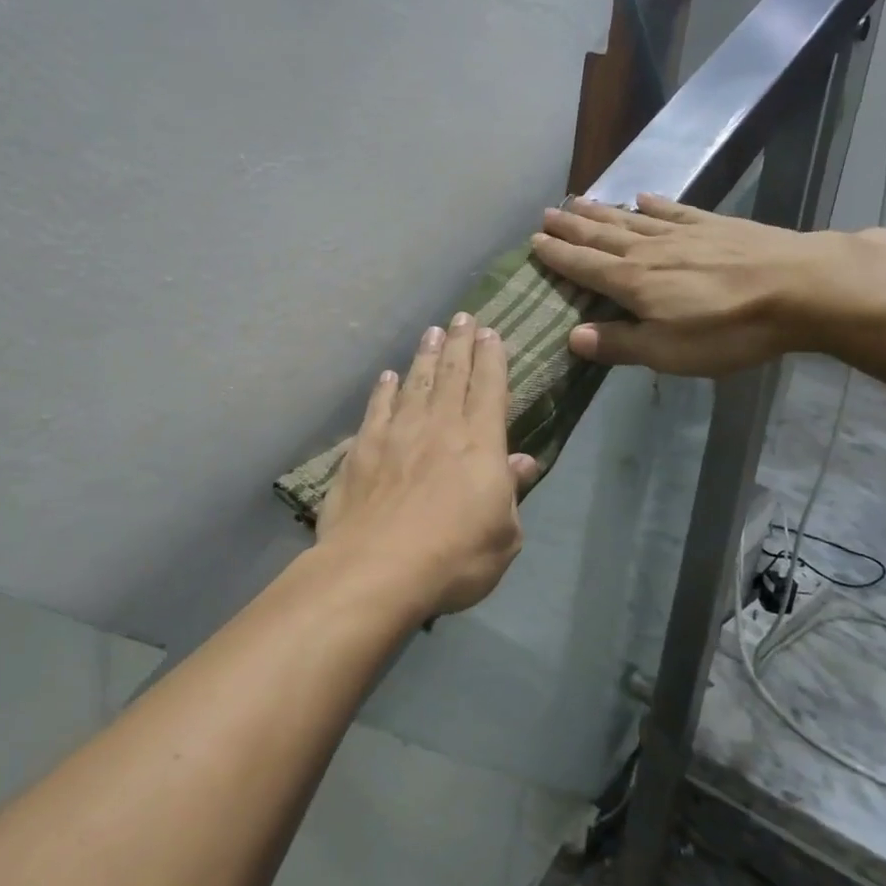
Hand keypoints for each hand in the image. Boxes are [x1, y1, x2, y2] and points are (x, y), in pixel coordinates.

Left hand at [317, 312, 539, 617]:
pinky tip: (387, 376)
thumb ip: (512, 492)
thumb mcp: (504, 536)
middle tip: (463, 316)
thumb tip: (523, 461)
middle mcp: (439, 427)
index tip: (491, 332)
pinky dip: (384, 390)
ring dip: (426, 356)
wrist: (377, 569)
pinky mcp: (362, 450)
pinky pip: (377, 408)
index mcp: (480, 444)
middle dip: (460, 343)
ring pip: (415, 383)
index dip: (492, 358)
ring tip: (432, 332)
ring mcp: (396, 434)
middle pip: (453, 375)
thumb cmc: (455, 558)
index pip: (489, 388)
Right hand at [530, 194, 845, 376]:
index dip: (558, 256)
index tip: (534, 242)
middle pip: (602, 236)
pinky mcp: (716, 226)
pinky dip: (654, 205)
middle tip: (547, 214)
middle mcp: (650, 252)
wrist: (801, 288)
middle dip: (572, 227)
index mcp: (633, 283)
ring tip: (578, 201)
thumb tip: (572, 337)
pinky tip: (643, 197)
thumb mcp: (667, 352)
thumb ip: (618, 345)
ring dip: (602, 212)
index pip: (585, 266)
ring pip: (632, 221)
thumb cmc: (728, 330)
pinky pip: (674, 211)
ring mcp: (684, 234)